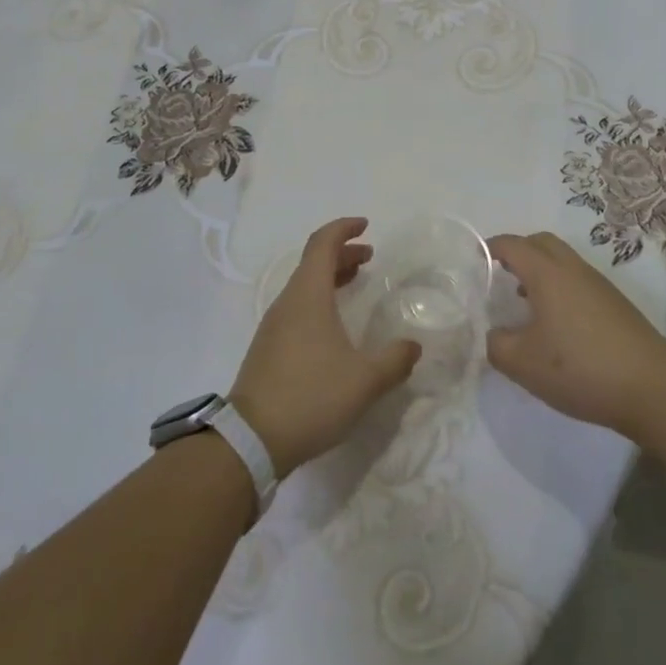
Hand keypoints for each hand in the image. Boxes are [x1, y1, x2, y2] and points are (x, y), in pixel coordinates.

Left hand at [229, 217, 420, 477]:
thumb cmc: (311, 396)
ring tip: (356, 283)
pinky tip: (335, 326)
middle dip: (342, 253)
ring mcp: (274, 325)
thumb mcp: (365, 381)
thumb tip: (413, 346)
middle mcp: (288, 302)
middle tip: (370, 257)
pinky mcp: (268, 348)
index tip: (366, 225)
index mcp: (308, 295)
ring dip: (330, 277)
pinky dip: (319, 300)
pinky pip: (297, 307)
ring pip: (304, 286)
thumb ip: (394, 360)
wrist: (252, 439)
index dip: (343, 228)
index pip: (322, 244)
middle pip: (313, 262)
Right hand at [486, 232, 665, 436]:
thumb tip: (493, 334)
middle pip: (540, 242)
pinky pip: (578, 281)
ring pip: (562, 261)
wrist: (652, 387)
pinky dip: (560, 288)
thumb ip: (496, 344)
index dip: (490, 248)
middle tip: (500, 274)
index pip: (512, 245)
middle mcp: (572, 269)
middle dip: (518, 251)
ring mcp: (598, 285)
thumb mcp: (523, 363)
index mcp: (546, 273)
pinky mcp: (615, 304)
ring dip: (540, 271)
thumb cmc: (580, 367)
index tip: (474, 259)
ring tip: (524, 302)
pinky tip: (556, 324)